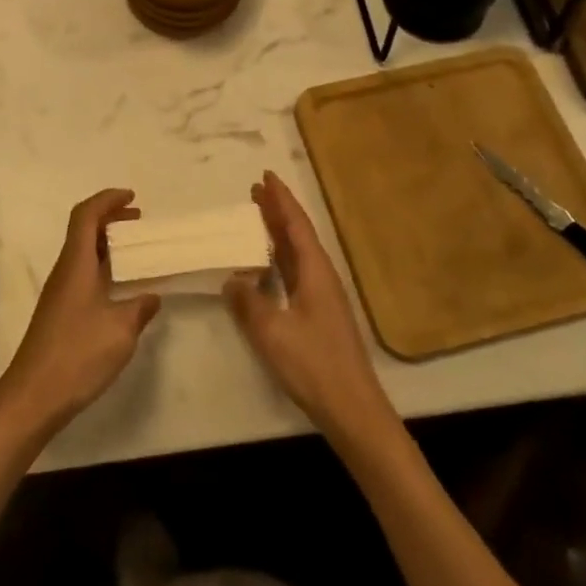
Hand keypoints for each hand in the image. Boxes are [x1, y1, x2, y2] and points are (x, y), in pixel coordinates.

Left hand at [0, 189, 161, 437]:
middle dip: (110, 219)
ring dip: (107, 245)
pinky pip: (82, 274)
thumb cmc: (77, 354)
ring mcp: (59, 293)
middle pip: (83, 230)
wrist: (33, 396)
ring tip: (135, 252)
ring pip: (82, 253)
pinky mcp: (59, 313)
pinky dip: (102, 268)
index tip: (132, 198)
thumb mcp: (120, 330)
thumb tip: (152, 296)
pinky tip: (120, 288)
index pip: (86, 215)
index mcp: (76, 264)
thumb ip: (139, 308)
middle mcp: (64, 271)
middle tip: (139, 222)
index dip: (107, 200)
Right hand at [224, 172, 394, 442]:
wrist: (353, 410)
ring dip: (277, 234)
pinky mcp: (319, 316)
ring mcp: (322, 298)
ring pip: (297, 254)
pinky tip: (264, 268)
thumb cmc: (314, 365)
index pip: (296, 225)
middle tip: (255, 191)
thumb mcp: (272, 332)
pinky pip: (295, 274)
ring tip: (256, 219)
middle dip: (277, 212)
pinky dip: (278, 260)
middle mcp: (321, 277)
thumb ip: (249, 302)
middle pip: (298, 235)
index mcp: (315, 272)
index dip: (281, 200)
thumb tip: (232, 279)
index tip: (266, 176)